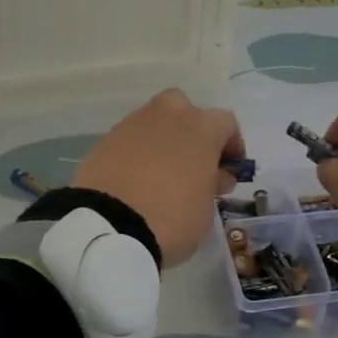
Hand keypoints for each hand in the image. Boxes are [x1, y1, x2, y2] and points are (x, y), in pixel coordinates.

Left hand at [72, 90, 243, 265]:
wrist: (108, 226)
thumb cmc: (172, 217)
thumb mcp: (207, 208)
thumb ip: (213, 184)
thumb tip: (213, 175)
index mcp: (201, 127)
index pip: (226, 124)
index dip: (231, 147)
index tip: (228, 170)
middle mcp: (168, 114)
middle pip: (186, 112)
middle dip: (192, 133)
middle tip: (193, 165)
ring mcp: (133, 124)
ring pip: (155, 124)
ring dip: (163, 142)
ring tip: (162, 176)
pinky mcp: (105, 140)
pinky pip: (131, 141)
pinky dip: (137, 154)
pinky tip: (136, 181)